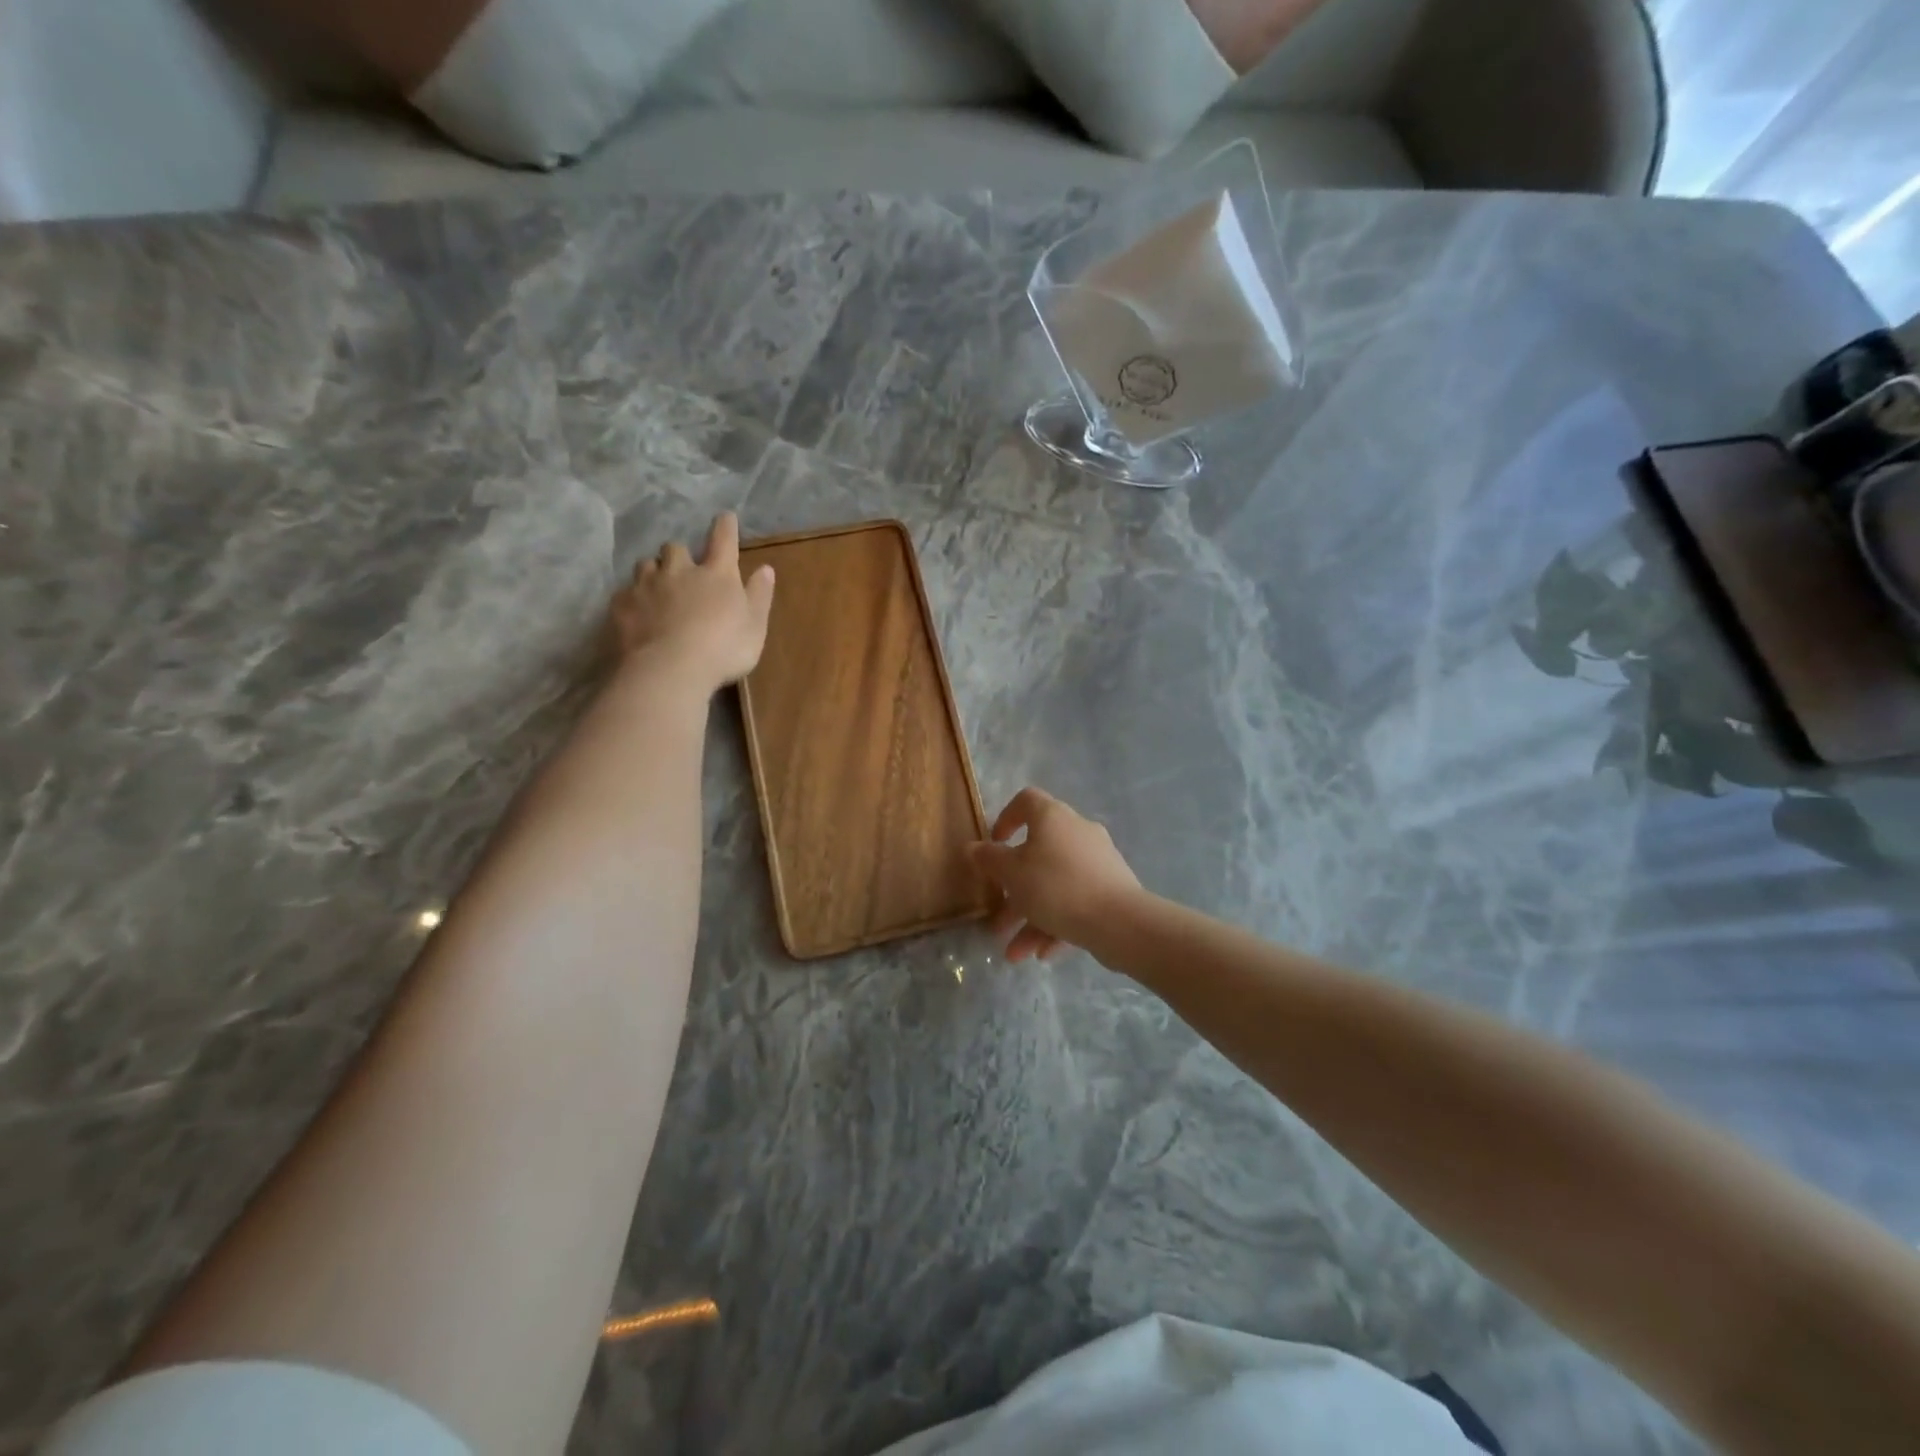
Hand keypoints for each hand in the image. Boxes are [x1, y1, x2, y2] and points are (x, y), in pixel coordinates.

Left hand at [610, 513, 774, 694]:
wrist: (670, 670)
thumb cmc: (723, 649)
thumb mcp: (755, 626)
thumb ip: (759, 596)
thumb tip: (765, 568)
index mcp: (717, 574)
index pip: (723, 540)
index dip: (725, 526)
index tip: (725, 517)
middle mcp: (679, 570)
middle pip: (675, 548)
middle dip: (679, 554)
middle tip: (683, 569)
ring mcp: (647, 585)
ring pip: (646, 564)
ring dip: (653, 571)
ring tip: (657, 588)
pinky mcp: (622, 605)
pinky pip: (624, 592)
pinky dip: (632, 598)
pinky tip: (636, 613)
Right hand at [971, 788, 1142, 961]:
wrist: (1120, 921)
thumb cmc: (1056, 887)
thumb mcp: (1011, 874)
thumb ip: (989, 859)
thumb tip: (973, 847)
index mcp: (1053, 818)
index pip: (1026, 801)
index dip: (1006, 818)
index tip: (994, 844)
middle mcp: (1077, 832)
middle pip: (1038, 853)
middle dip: (1014, 889)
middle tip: (997, 916)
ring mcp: (1098, 861)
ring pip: (1055, 885)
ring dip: (1031, 916)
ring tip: (1015, 953)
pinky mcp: (1112, 889)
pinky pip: (1076, 902)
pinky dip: (1057, 924)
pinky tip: (1043, 954)